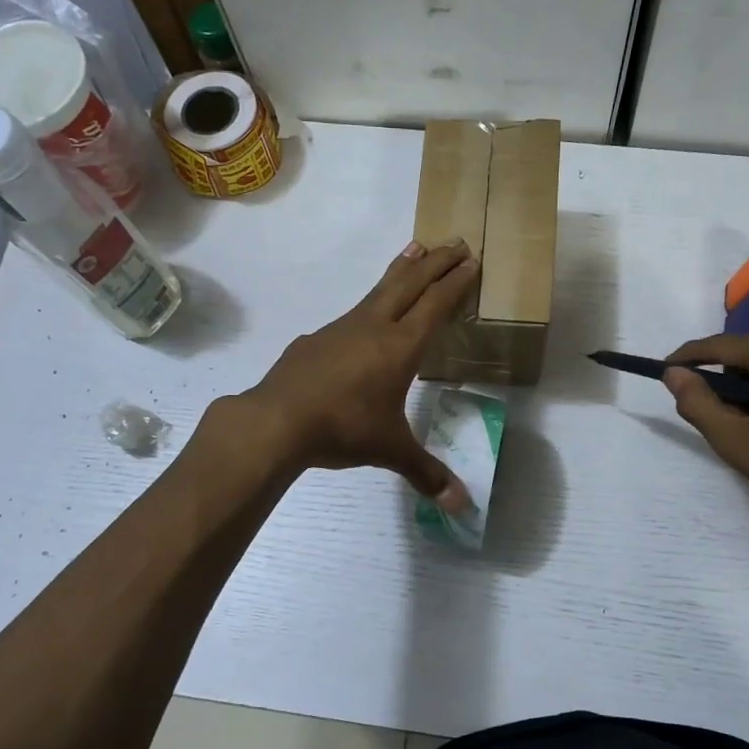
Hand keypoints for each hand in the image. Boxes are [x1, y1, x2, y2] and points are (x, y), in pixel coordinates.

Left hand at [233, 239, 479, 510]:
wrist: (276, 421)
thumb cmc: (343, 429)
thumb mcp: (390, 450)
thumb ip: (427, 474)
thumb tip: (462, 508)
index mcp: (400, 347)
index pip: (436, 305)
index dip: (456, 282)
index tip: (472, 260)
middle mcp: (373, 327)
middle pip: (410, 282)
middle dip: (436, 261)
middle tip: (456, 240)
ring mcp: (340, 328)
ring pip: (378, 290)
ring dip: (402, 270)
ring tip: (415, 250)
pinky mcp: (316, 338)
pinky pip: (352, 312)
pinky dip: (370, 303)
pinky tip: (365, 317)